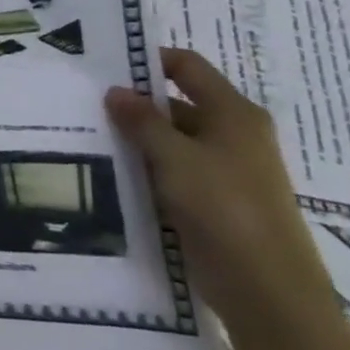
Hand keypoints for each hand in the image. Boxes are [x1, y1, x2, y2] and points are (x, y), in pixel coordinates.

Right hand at [105, 48, 335, 342]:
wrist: (267, 290)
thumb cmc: (225, 209)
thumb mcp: (175, 158)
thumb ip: (142, 121)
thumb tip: (115, 90)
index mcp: (234, 114)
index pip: (188, 66)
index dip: (149, 60)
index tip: (103, 65)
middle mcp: (232, 134)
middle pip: (176, 103)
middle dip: (133, 104)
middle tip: (82, 105)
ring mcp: (224, 169)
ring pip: (170, 141)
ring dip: (135, 139)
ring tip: (85, 137)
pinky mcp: (212, 200)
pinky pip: (171, 171)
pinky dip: (144, 168)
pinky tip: (108, 173)